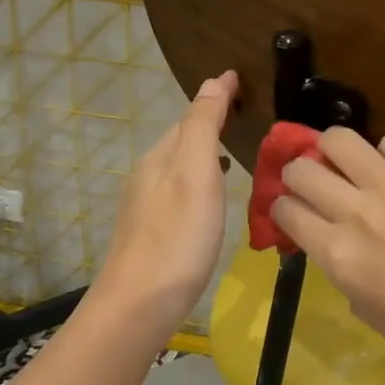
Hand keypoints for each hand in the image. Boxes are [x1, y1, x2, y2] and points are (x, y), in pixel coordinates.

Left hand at [94, 70, 237, 330]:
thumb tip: (214, 80)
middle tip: (244, 114)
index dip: (216, 97)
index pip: (190, 115)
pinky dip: (199, 180)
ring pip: (179, 166)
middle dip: (210, 122)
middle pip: (182, 139)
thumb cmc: (177, 236)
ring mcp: (146, 205)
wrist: (140, 304)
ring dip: (204, 153)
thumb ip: (203, 125)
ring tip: (233, 152)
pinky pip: (179, 190)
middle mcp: (148, 174)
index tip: (241, 80)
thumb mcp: (195, 173)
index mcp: (160, 156)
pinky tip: (211, 197)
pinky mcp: (151, 232)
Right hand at [270, 128, 384, 374]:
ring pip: (339, 139)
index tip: (292, 209)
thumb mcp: (363, 305)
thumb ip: (339, 265)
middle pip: (301, 169)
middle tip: (314, 181)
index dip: (283, 207)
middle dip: (299, 174)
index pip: (285, 210)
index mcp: (336, 253)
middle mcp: (356, 212)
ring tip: (349, 162)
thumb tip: (332, 237)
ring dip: (335, 150)